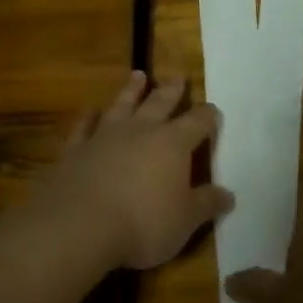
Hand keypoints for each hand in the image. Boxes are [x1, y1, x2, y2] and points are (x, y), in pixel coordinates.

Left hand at [37, 72, 233, 271]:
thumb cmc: (143, 224)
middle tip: (177, 76)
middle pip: (160, 103)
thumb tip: (228, 195)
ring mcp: (104, 137)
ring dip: (131, 90)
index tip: (213, 111)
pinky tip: (90, 111)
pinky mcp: (74, 151)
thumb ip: (206, 204)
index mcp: (173, 144)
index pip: (198, 122)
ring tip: (138, 75)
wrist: (79, 227)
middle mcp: (140, 131)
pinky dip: (87, 118)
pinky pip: (83, 127)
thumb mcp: (185, 220)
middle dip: (172, 90)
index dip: (208, 116)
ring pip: (121, 105)